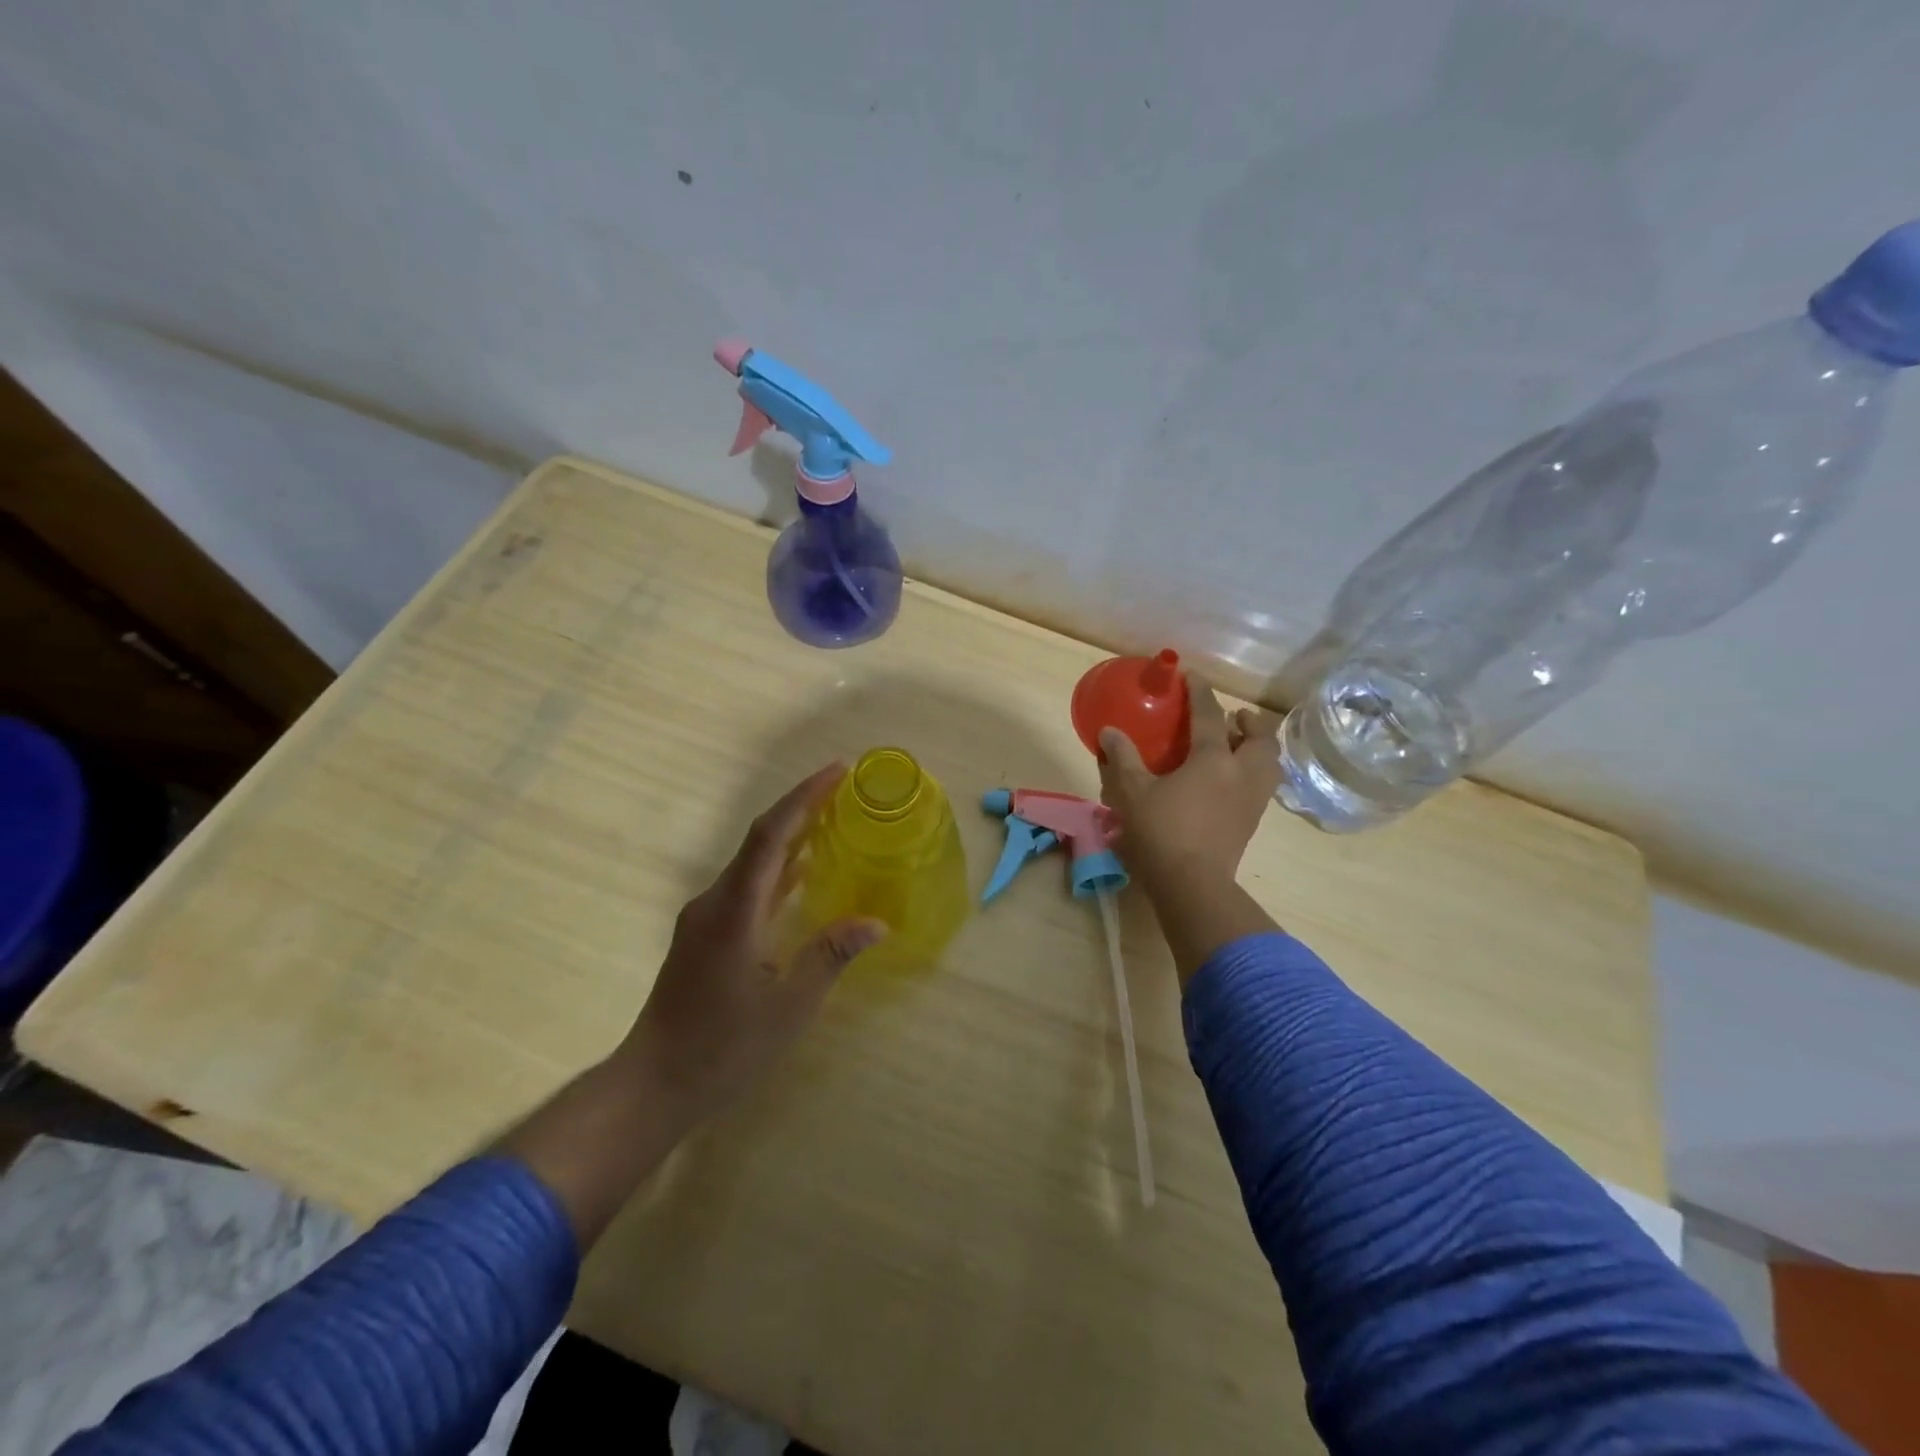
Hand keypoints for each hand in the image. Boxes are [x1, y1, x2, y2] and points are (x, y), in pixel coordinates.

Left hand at [620, 762, 887, 1129]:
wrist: (652, 1086)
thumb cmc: (722, 1050)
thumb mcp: (788, 1007)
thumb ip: (830, 957)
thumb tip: (876, 923)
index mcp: (733, 910)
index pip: (771, 836)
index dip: (804, 798)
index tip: (838, 771)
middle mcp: (714, 902)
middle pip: (760, 839)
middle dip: (802, 808)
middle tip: (845, 789)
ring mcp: (705, 918)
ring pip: (752, 862)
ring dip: (791, 837)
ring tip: (833, 820)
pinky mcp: (704, 935)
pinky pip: (746, 886)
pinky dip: (778, 870)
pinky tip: (804, 873)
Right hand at [1098, 675, 1282, 896]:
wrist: (1192, 884)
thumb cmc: (1161, 832)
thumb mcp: (1132, 792)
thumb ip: (1123, 758)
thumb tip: (1109, 732)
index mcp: (1213, 759)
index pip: (1210, 715)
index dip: (1200, 691)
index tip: (1193, 675)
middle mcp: (1241, 773)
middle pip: (1260, 737)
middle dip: (1250, 722)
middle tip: (1233, 717)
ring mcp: (1252, 800)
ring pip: (1270, 763)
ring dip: (1258, 747)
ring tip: (1238, 746)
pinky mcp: (1251, 823)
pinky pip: (1263, 785)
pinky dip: (1254, 771)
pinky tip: (1231, 780)